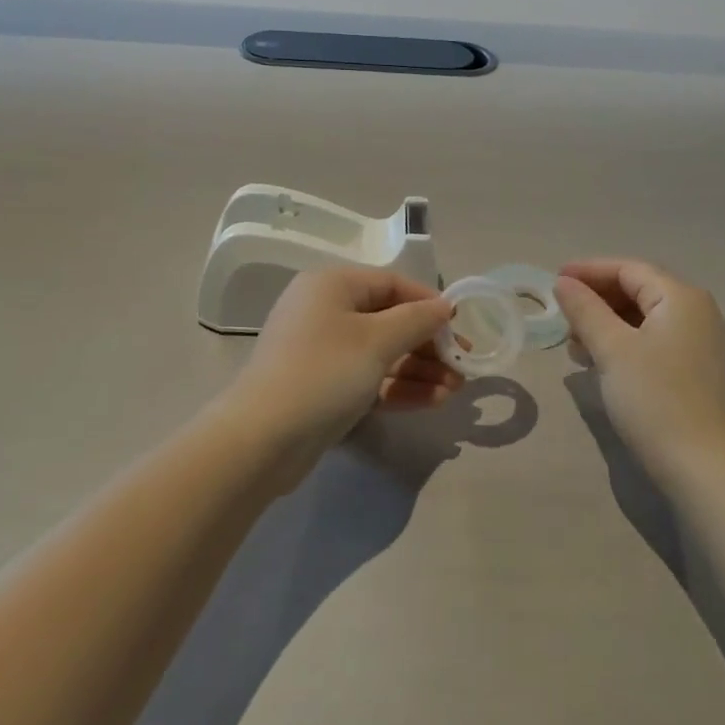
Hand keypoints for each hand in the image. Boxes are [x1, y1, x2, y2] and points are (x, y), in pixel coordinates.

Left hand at [227, 266, 459, 464]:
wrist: (261, 440)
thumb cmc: (324, 373)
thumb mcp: (377, 340)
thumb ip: (417, 320)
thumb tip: (445, 306)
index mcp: (332, 285)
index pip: (393, 284)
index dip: (430, 304)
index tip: (460, 328)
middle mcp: (326, 311)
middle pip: (389, 320)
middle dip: (428, 344)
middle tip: (463, 366)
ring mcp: (322, 351)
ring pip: (382, 353)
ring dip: (420, 370)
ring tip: (457, 389)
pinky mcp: (323, 387)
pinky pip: (368, 378)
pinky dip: (399, 387)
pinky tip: (434, 401)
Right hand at [555, 259, 724, 483]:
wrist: (706, 470)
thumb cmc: (656, 399)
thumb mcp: (612, 349)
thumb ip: (585, 310)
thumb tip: (564, 283)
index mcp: (682, 298)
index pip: (629, 269)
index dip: (589, 271)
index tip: (554, 279)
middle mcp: (698, 313)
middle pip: (639, 290)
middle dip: (597, 299)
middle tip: (562, 316)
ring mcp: (702, 344)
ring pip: (645, 318)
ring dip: (607, 324)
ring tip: (575, 345)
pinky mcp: (698, 372)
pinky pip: (655, 342)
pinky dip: (625, 344)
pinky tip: (600, 363)